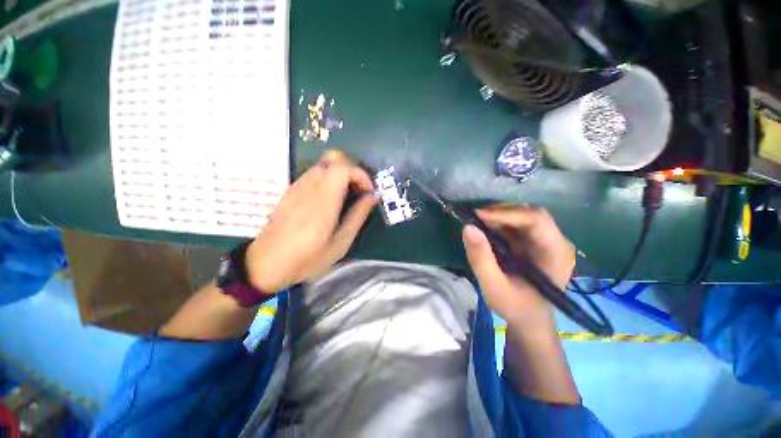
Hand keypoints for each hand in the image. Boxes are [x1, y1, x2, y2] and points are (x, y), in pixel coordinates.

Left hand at [246, 150, 377, 292]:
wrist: (265, 264)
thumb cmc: (307, 259)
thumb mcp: (340, 244)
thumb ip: (358, 216)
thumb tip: (373, 196)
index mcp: (323, 201)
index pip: (342, 168)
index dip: (360, 174)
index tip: (368, 191)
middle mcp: (308, 187)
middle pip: (332, 159)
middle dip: (352, 170)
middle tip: (359, 190)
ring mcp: (297, 187)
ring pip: (323, 164)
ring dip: (340, 174)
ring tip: (347, 195)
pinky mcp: (290, 191)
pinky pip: (313, 174)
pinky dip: (328, 178)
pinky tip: (330, 199)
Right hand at [462, 205, 574, 327]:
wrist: (528, 318)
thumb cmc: (515, 307)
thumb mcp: (494, 287)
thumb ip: (481, 259)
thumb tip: (467, 227)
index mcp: (555, 254)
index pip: (536, 220)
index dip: (507, 214)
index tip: (478, 216)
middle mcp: (555, 242)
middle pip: (530, 214)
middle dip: (501, 212)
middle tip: (475, 218)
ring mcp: (545, 241)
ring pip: (522, 215)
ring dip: (498, 216)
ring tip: (477, 222)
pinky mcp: (533, 242)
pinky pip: (516, 224)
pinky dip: (498, 222)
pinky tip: (485, 228)